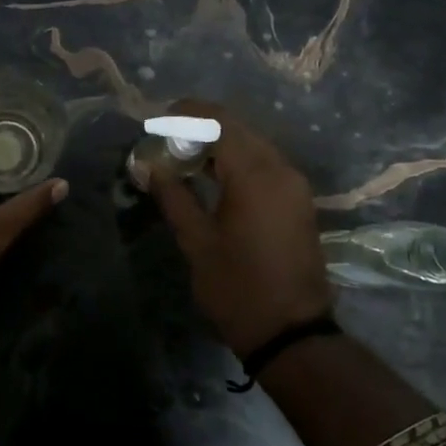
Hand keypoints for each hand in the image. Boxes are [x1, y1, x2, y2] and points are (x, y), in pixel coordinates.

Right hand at [149, 100, 334, 355]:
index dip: (186, 114)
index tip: (156, 119)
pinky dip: (236, 159)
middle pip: (238, 128)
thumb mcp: (196, 242)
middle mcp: (280, 169)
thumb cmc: (237, 288)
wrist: (291, 332)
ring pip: (252, 143)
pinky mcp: (297, 199)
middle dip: (200, 125)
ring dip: (218, 142)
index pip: (219, 122)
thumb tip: (148, 166)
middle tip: (164, 137)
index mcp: (255, 175)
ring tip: (181, 154)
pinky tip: (210, 175)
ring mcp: (293, 184)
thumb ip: (173, 195)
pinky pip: (264, 163)